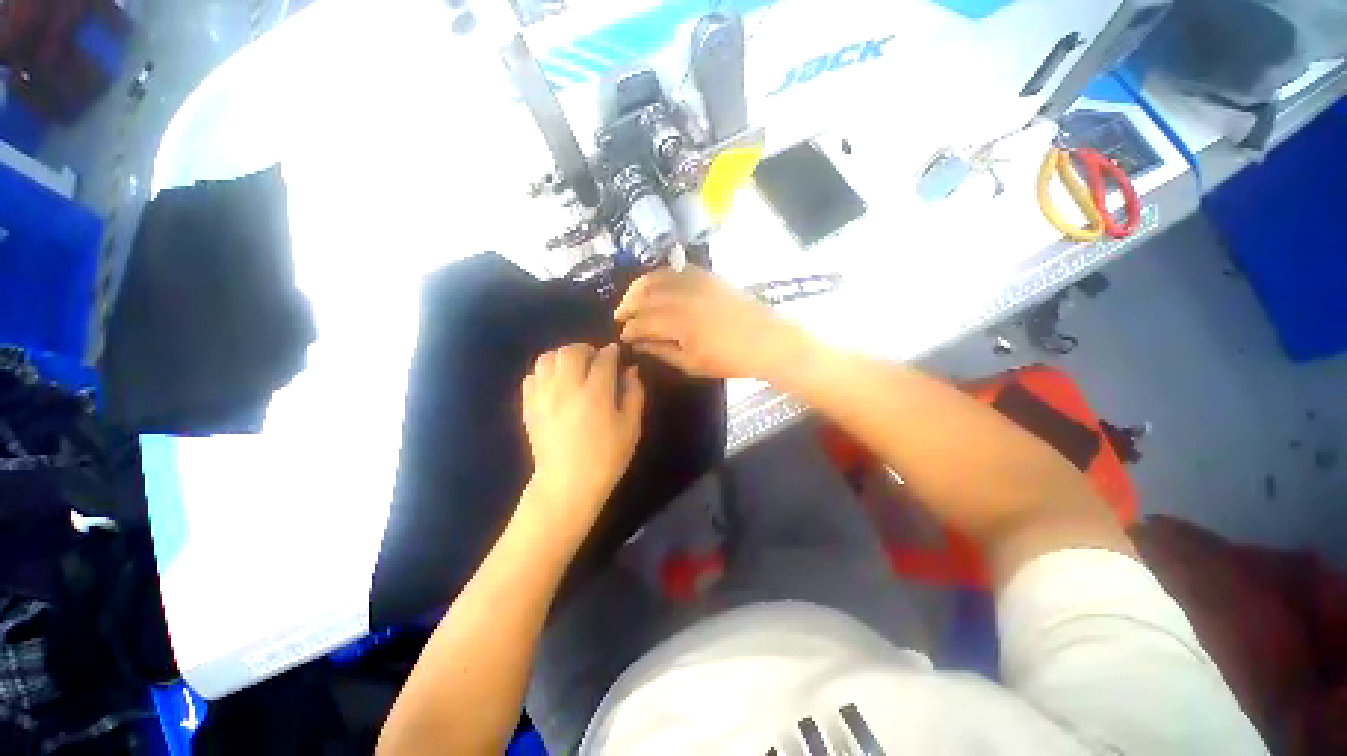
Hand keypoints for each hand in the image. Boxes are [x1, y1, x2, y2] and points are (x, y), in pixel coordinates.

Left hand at [520, 343, 644, 536]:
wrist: (566, 485)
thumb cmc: (606, 458)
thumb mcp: (631, 428)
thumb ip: (634, 394)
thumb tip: (630, 370)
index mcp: (596, 394)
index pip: (604, 359)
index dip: (612, 352)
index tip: (616, 354)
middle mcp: (566, 388)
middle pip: (571, 351)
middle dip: (586, 349)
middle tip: (595, 360)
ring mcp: (543, 396)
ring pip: (547, 358)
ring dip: (563, 357)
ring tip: (573, 370)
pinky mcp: (528, 406)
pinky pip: (532, 376)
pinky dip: (545, 373)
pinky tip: (556, 385)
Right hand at [615, 267, 812, 379]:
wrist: (765, 340)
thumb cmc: (729, 359)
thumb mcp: (691, 364)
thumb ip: (661, 352)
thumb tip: (639, 344)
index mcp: (679, 323)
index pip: (643, 322)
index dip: (629, 329)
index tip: (623, 336)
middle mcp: (683, 296)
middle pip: (645, 295)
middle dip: (627, 305)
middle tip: (621, 316)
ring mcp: (696, 282)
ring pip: (657, 277)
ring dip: (639, 287)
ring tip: (632, 299)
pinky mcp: (707, 275)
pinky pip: (676, 268)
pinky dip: (661, 274)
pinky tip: (656, 284)